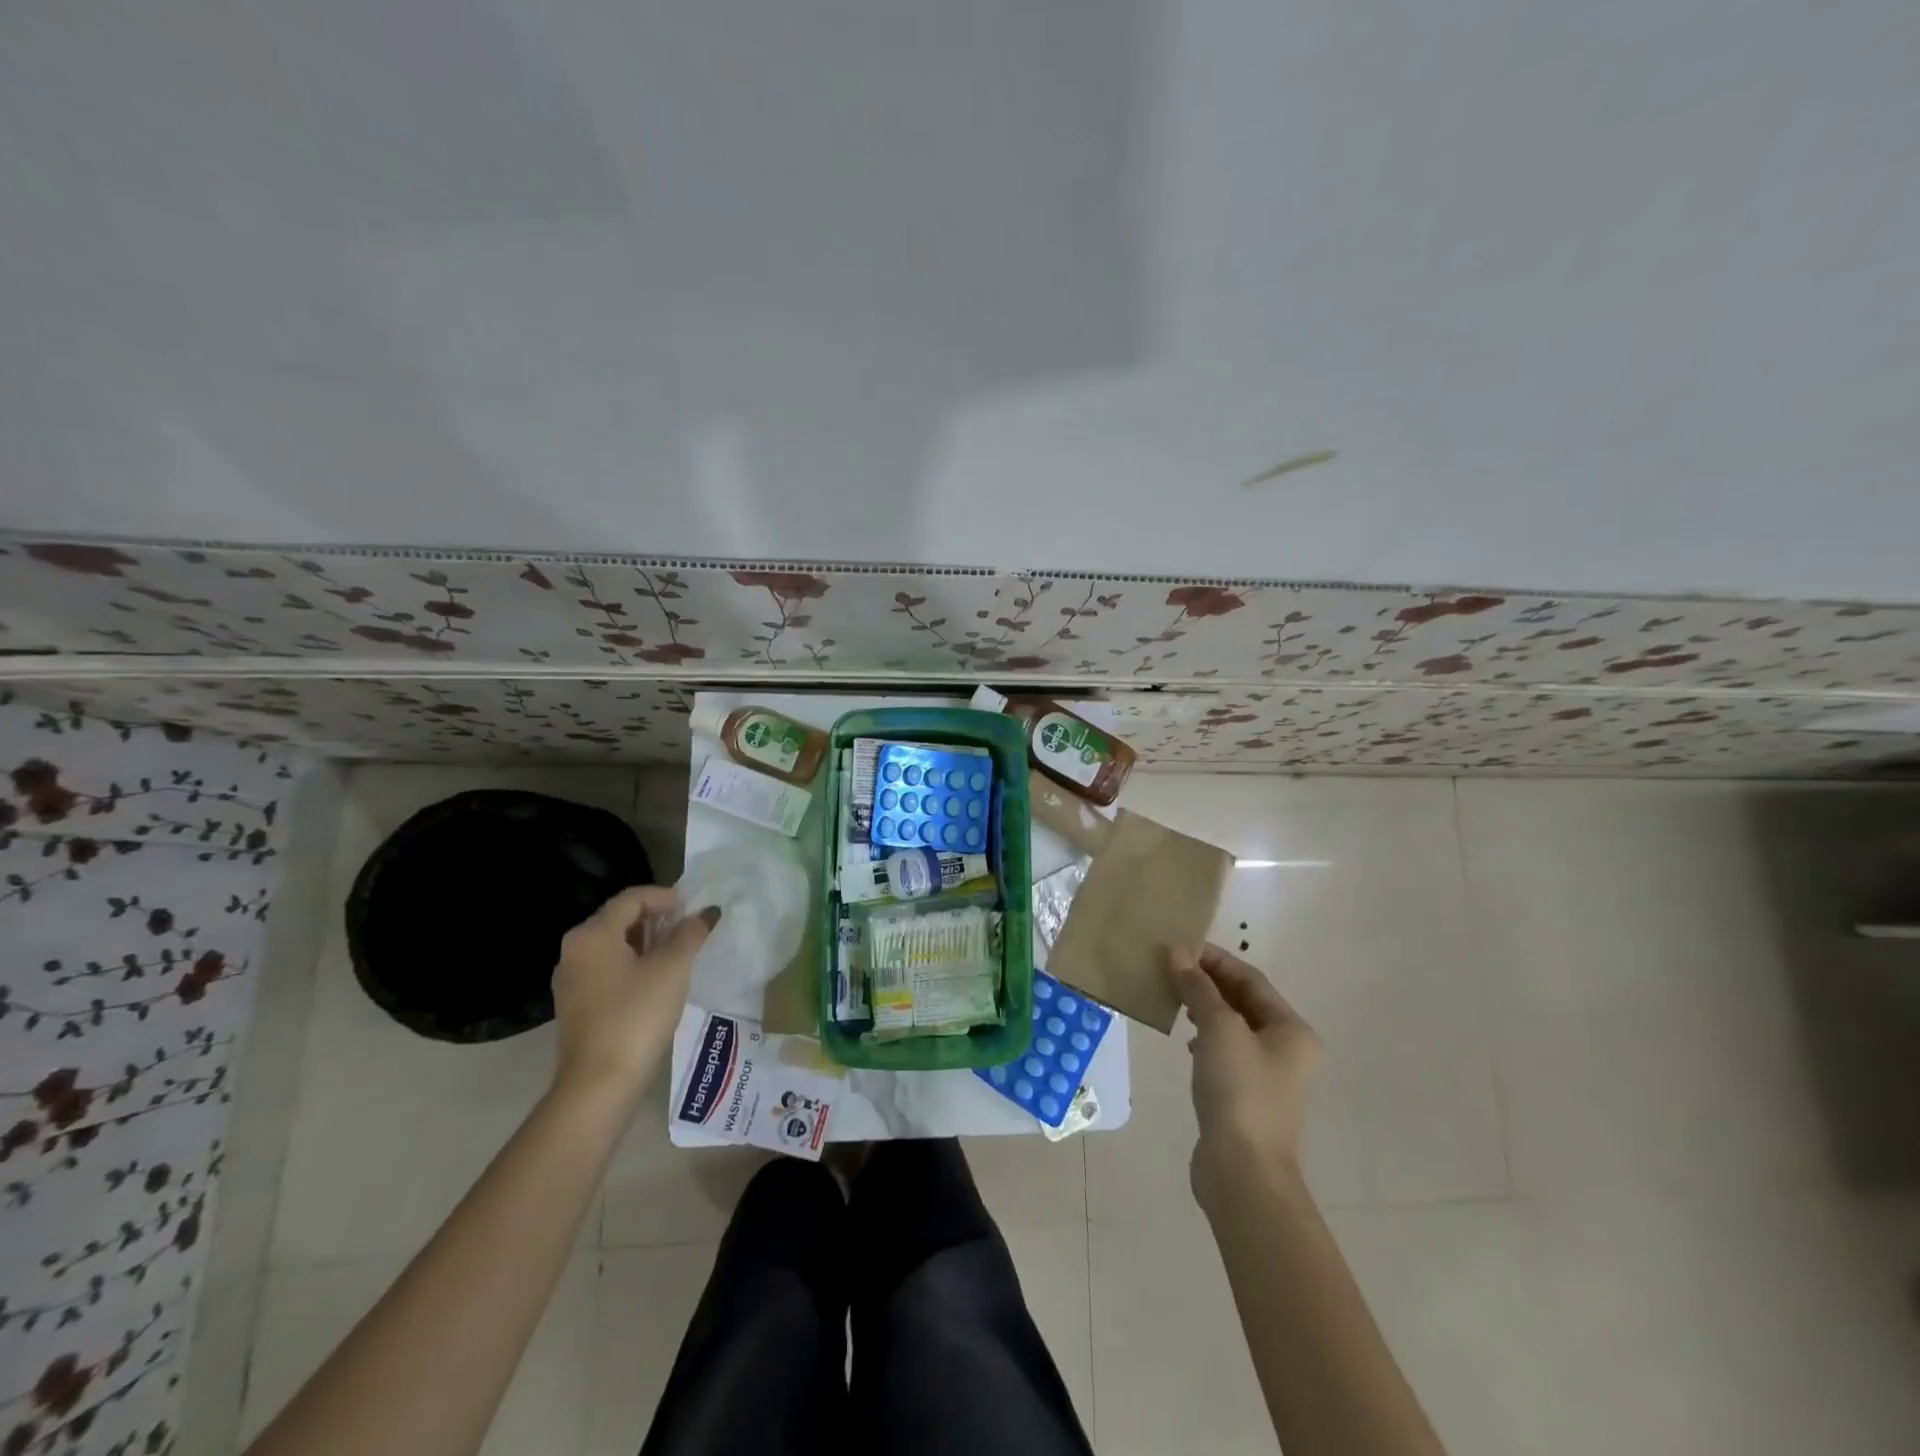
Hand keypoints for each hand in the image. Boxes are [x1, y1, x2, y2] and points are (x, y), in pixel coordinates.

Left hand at [551, 886, 718, 1104]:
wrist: (599, 1085)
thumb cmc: (637, 1015)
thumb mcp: (672, 968)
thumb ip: (689, 934)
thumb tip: (706, 913)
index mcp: (592, 934)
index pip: (631, 898)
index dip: (666, 896)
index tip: (694, 907)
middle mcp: (574, 951)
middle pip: (619, 919)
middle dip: (657, 918)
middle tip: (690, 926)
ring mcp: (571, 980)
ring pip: (614, 945)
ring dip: (647, 941)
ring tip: (680, 951)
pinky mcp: (576, 1005)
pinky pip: (608, 969)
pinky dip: (634, 963)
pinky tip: (658, 979)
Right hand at [1168, 944, 1321, 1211]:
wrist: (1244, 1172)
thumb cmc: (1240, 1090)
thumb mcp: (1218, 1029)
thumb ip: (1198, 988)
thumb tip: (1177, 952)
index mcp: (1292, 1030)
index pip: (1250, 979)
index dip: (1215, 959)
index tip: (1179, 946)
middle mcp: (1286, 1050)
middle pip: (1243, 1001)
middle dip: (1207, 982)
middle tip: (1169, 967)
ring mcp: (1267, 1077)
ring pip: (1232, 1027)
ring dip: (1204, 1008)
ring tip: (1173, 997)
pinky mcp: (1245, 1098)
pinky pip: (1224, 1053)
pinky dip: (1204, 1038)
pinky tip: (1186, 1041)